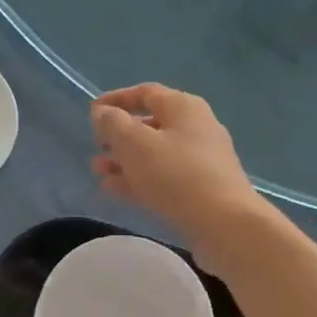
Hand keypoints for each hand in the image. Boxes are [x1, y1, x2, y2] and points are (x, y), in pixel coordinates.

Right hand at [91, 84, 270, 268]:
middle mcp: (196, 127)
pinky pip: (164, 176)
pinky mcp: (202, 189)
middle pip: (150, 124)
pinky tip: (115, 189)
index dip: (116, 99)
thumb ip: (113, 124)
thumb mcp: (134, 143)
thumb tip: (103, 113)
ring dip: (125, 160)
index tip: (92, 112)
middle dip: (119, 135)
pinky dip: (139, 179)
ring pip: (155, 154)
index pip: (145, 92)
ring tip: (98, 171)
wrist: (225, 224)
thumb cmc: (176, 174)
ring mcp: (201, 160)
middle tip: (96, 146)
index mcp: (183, 107)